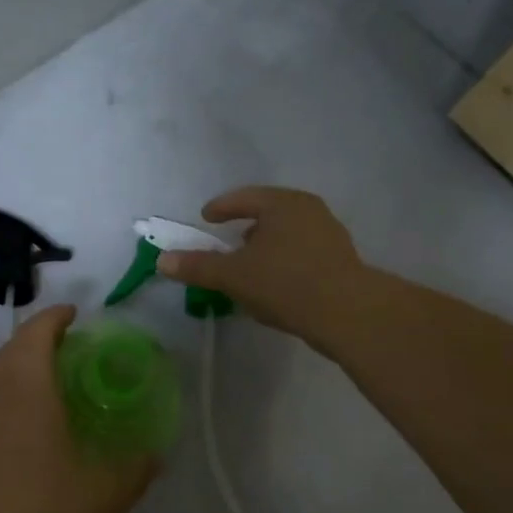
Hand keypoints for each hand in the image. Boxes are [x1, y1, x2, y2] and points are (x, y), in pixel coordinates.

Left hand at [0, 306, 155, 512]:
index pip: (36, 332)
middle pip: (13, 348)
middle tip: (76, 347)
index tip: (78, 314)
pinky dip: (14, 394)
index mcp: (28, 391)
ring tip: (60, 381)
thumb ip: (134, 469)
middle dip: (40, 337)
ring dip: (24, 365)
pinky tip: (38, 426)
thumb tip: (156, 452)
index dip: (55, 317)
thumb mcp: (103, 497)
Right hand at [154, 186, 370, 350]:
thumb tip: (163, 260)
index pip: (244, 198)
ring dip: (266, 248)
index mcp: (283, 203)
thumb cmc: (285, 283)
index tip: (206, 218)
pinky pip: (303, 254)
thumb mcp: (233, 275)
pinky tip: (276, 287)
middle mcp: (310, 210)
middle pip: (269, 213)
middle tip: (228, 243)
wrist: (349, 315)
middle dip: (246, 227)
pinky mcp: (342, 261)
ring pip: (288, 235)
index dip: (221, 208)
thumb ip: (198, 266)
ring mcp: (330, 235)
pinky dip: (284, 263)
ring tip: (251, 268)